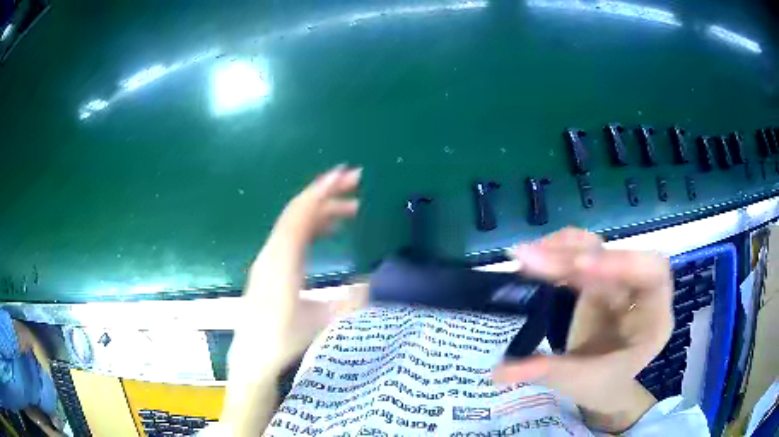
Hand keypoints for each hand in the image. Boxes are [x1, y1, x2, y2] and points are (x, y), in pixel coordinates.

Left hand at [237, 165, 362, 371]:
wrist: (252, 356)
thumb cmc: (283, 340)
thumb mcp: (323, 323)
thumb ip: (351, 302)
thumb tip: (374, 280)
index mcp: (282, 262)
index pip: (300, 216)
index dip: (321, 192)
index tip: (344, 174)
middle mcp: (272, 253)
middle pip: (297, 212)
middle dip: (326, 194)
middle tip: (356, 184)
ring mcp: (268, 259)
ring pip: (294, 224)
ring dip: (321, 211)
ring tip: (351, 208)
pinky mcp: (269, 267)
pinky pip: (291, 236)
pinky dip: (312, 226)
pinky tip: (328, 229)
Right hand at [494, 228, 672, 430]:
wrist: (603, 384)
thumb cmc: (603, 385)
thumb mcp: (579, 382)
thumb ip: (546, 372)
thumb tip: (498, 372)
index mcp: (655, 318)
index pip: (653, 274)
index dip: (621, 262)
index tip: (578, 267)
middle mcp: (641, 292)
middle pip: (619, 255)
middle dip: (576, 255)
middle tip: (530, 260)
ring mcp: (620, 282)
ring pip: (597, 249)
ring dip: (561, 249)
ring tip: (525, 257)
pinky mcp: (599, 278)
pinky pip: (583, 253)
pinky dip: (559, 251)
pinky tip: (536, 256)